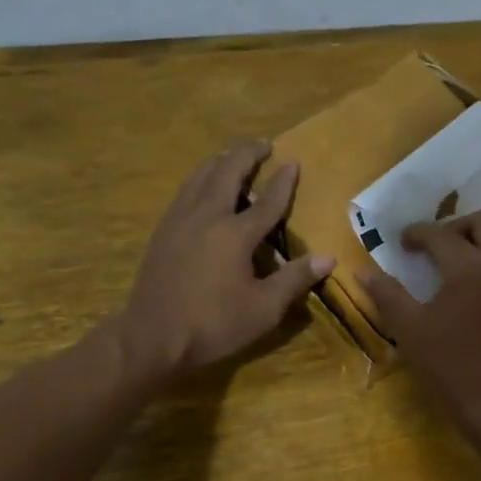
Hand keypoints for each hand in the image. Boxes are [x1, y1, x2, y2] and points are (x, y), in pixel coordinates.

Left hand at [115, 140, 333, 385]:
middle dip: (246, 154)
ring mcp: (179, 221)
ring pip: (200, 177)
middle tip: (262, 143)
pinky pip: (184, 192)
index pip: (266, 202)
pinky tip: (201, 187)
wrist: (153, 337)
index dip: (283, 182)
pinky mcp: (162, 232)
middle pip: (227, 173)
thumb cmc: (214, 325)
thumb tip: (328, 257)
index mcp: (235, 234)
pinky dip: (199, 179)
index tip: (293, 162)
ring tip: (232, 156)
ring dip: (220, 162)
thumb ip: (294, 279)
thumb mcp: (263, 309)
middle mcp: (206, 216)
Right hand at [359, 209, 480, 425]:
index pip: (440, 234)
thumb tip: (363, 271)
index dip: (418, 233)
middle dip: (458, 226)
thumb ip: (387, 295)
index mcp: (468, 268)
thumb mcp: (410, 331)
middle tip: (439, 247)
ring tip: (471, 259)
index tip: (405, 243)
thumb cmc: (450, 367)